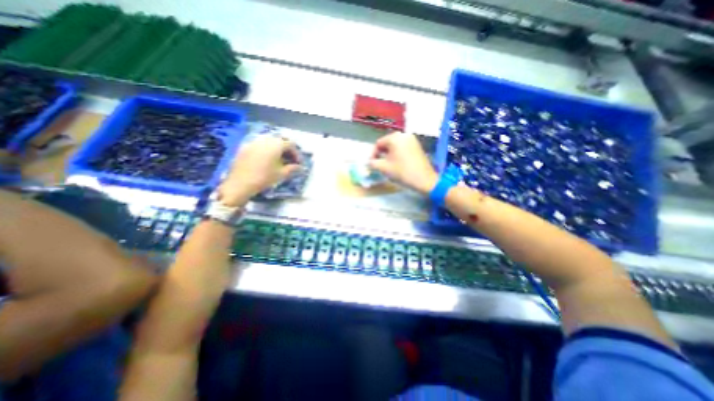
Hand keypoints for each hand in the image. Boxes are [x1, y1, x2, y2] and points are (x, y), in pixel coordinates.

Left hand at [215, 137, 299, 206]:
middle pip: (280, 140)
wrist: (240, 183)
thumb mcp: (281, 174)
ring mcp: (254, 142)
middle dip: (287, 150)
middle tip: (289, 161)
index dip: (296, 153)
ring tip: (278, 160)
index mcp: (276, 145)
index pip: (291, 144)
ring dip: (276, 149)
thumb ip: (292, 168)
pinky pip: (259, 145)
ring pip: (269, 142)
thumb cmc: (264, 178)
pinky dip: (266, 150)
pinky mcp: (245, 147)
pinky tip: (266, 160)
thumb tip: (300, 167)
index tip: (298, 163)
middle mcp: (265, 140)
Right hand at [371, 132, 437, 193]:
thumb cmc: (402, 172)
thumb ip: (373, 163)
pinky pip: (403, 147)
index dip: (373, 154)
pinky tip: (398, 163)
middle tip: (379, 165)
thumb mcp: (384, 168)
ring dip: (389, 154)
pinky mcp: (417, 146)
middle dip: (381, 154)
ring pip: (395, 146)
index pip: (378, 143)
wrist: (424, 180)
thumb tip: (368, 162)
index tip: (372, 164)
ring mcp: (412, 140)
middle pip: (387, 143)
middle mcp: (404, 135)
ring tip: (388, 165)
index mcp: (394, 138)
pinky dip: (398, 154)